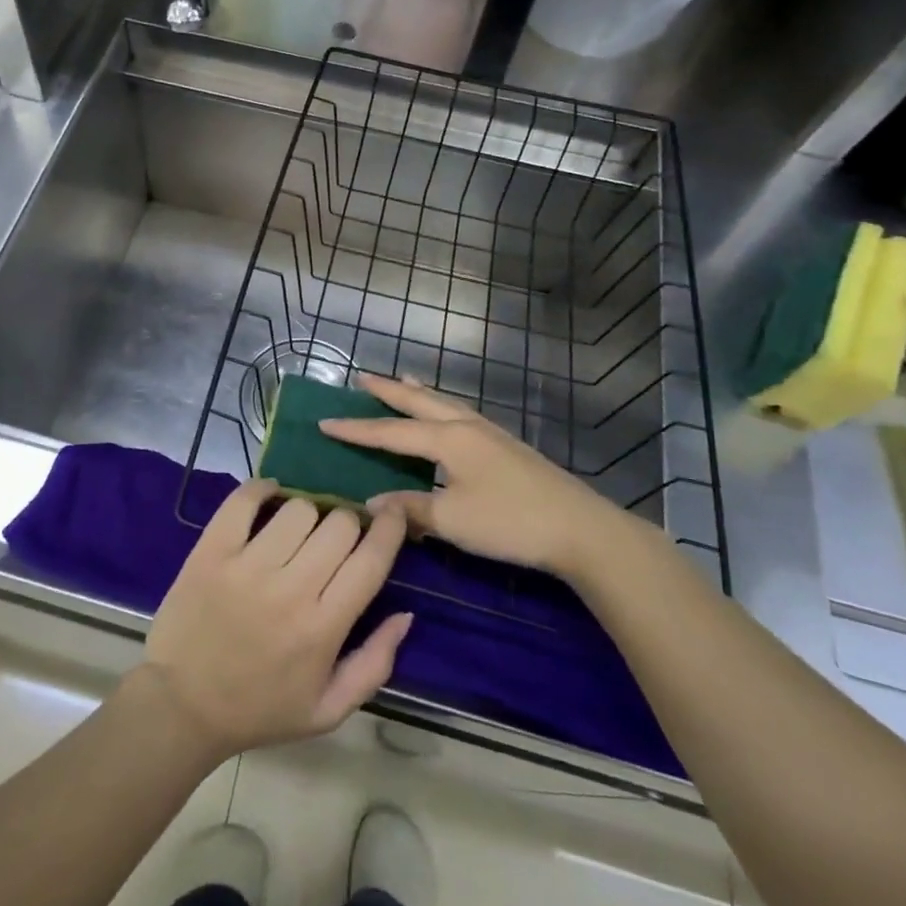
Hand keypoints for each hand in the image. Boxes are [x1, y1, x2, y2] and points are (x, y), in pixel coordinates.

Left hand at [140, 480, 411, 758]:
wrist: (182, 707)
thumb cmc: (259, 710)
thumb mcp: (328, 709)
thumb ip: (375, 663)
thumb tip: (406, 614)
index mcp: (323, 628)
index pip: (371, 561)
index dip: (390, 528)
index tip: (394, 514)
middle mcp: (290, 590)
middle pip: (338, 525)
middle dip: (346, 524)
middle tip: (334, 539)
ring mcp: (247, 566)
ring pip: (297, 508)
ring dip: (306, 513)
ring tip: (297, 530)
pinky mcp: (211, 551)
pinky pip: (243, 500)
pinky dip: (261, 489)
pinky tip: (268, 496)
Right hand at [320, 374, 639, 582]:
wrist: (581, 529)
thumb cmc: (510, 522)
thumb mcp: (452, 520)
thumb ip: (410, 508)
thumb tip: (371, 501)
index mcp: (448, 439)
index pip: (390, 431)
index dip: (356, 429)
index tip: (324, 422)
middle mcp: (466, 426)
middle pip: (419, 402)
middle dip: (388, 391)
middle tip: (362, 376)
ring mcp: (490, 434)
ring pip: (445, 404)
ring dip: (419, 394)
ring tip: (403, 381)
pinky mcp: (507, 446)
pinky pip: (461, 414)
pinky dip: (442, 407)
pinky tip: (448, 417)